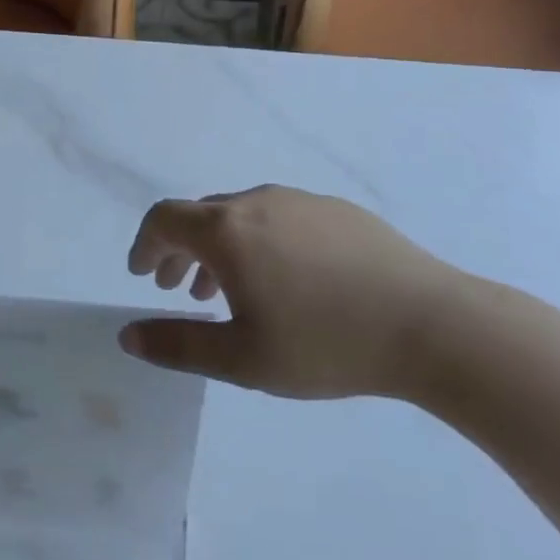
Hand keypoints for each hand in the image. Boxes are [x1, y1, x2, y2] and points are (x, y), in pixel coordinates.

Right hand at [120, 185, 490, 399]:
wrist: (431, 324)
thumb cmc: (325, 343)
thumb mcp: (240, 358)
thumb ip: (176, 345)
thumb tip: (128, 334)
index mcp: (227, 230)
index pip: (164, 219)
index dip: (144, 244)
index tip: (141, 273)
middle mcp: (258, 201)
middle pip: (201, 215)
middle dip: (180, 250)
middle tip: (178, 289)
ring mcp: (302, 201)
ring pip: (242, 216)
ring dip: (220, 248)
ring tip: (227, 291)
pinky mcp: (338, 211)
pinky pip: (280, 217)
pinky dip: (260, 242)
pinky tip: (286, 281)